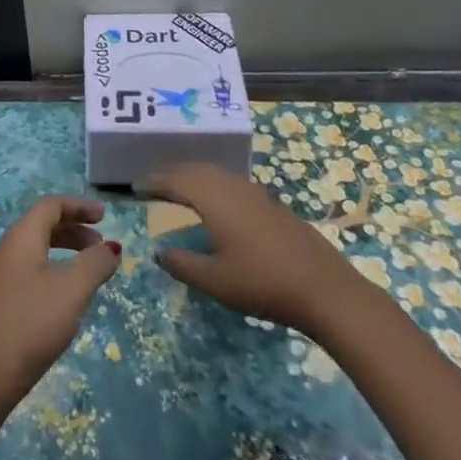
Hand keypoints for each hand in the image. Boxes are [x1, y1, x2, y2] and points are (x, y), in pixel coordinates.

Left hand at [0, 196, 121, 411]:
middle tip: (100, 246)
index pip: (50, 206)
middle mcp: (3, 250)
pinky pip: (25, 271)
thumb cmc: (31, 324)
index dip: (78, 206)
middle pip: (40, 226)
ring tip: (86, 273)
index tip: (104, 216)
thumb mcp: (72, 291)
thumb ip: (94, 264)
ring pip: (33, 250)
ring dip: (62, 252)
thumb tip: (110, 247)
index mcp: (19, 238)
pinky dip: (49, 271)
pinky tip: (61, 300)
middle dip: (73, 230)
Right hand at [144, 162, 371, 337]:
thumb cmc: (263, 283)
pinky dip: (214, 185)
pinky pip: (232, 183)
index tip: (136, 187)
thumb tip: (160, 252)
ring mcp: (256, 193)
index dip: (154, 181)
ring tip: (180, 190)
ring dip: (194, 177)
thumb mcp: (215, 281)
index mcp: (213, 199)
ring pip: (217, 174)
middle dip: (172, 174)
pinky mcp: (273, 205)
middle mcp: (232, 187)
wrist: (325, 289)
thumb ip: (183, 264)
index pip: (176, 180)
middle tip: (154, 184)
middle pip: (196, 170)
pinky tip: (217, 204)